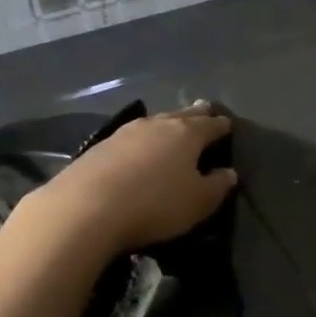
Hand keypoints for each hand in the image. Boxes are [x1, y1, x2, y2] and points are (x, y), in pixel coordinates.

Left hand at [26, 102, 237, 255]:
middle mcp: (157, 125)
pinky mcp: (99, 147)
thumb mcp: (197, 202)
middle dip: (195, 114)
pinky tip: (139, 146)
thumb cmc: (155, 204)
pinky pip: (131, 137)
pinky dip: (142, 140)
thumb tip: (229, 173)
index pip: (210, 125)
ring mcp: (125, 133)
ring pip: (155, 123)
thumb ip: (217, 186)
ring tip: (173, 125)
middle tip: (204, 109)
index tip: (228, 125)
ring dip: (166, 124)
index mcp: (186, 134)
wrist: (86, 208)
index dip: (221, 126)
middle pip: (182, 115)